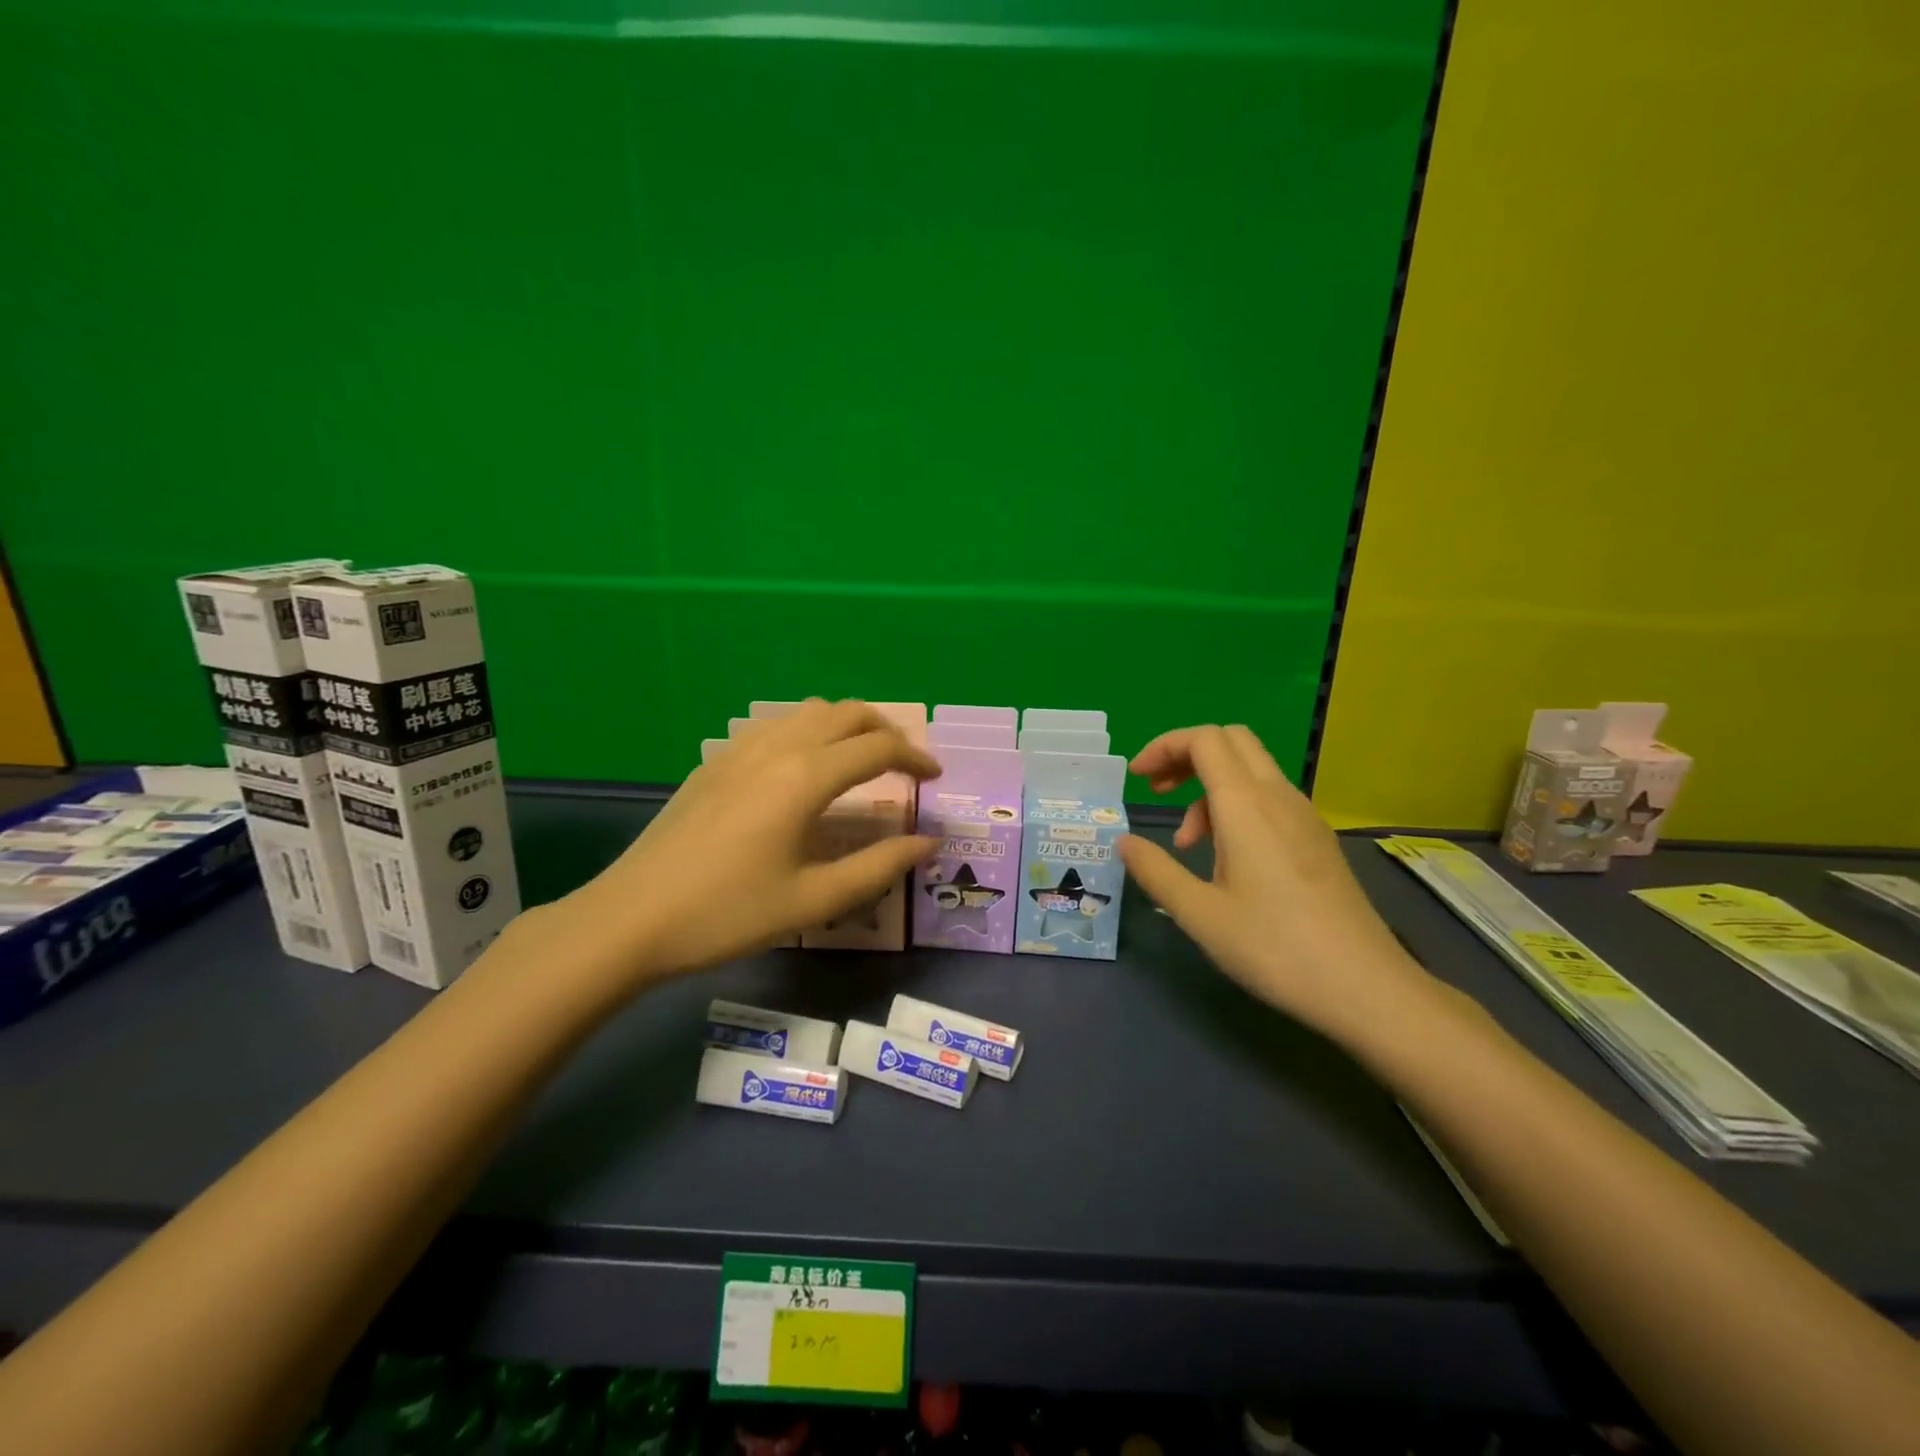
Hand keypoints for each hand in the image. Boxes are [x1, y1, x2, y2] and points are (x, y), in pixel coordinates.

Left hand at [551, 700, 939, 988]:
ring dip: (846, 725)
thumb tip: (928, 842)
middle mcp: (778, 747)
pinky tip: (804, 769)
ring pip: (808, 711)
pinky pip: (776, 725)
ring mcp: (741, 749)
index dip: (915, 759)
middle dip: (885, 730)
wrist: (631, 918)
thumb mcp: (813, 900)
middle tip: (905, 764)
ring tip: (861, 760)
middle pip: (846, 713)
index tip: (935, 780)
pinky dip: (809, 731)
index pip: (878, 748)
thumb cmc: (728, 914)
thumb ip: (879, 866)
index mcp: (806, 777)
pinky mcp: (716, 761)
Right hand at [1119, 725, 1437, 1041]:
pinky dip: (1235, 807)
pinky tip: (1227, 858)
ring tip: (1186, 843)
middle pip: (1230, 741)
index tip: (1137, 780)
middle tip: (1157, 791)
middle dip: (1185, 755)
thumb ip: (1155, 870)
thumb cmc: (1274, 947)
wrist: (1365, 987)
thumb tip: (1124, 842)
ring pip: (1250, 770)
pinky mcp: (1317, 838)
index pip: (1204, 739)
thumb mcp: (1199, 913)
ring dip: (1208, 788)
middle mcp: (1278, 796)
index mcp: (1246, 804)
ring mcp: (1304, 815)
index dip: (1164, 746)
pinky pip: (1268, 797)